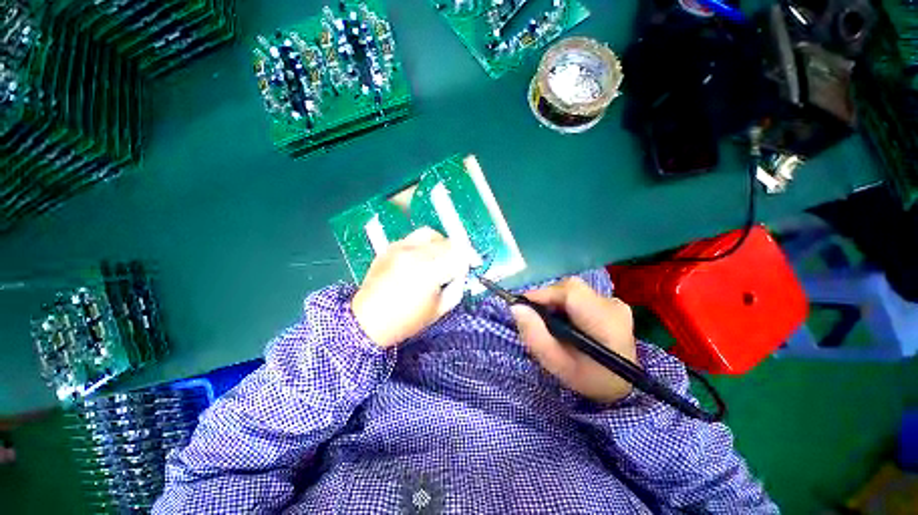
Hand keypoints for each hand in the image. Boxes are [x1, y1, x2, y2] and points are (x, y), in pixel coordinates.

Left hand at [352, 227, 468, 347]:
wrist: (366, 321)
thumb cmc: (405, 321)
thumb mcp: (439, 310)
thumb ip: (456, 287)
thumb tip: (461, 272)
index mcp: (429, 272)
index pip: (459, 254)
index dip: (470, 256)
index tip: (474, 263)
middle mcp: (415, 254)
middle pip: (447, 242)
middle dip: (458, 251)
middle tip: (459, 264)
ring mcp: (400, 248)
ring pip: (431, 234)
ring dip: (442, 244)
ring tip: (441, 257)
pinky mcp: (390, 247)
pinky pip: (414, 238)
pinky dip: (424, 245)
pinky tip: (422, 259)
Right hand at [510, 277, 638, 403]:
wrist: (620, 385)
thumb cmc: (589, 379)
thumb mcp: (557, 364)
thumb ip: (535, 336)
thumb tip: (516, 307)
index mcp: (605, 322)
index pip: (570, 292)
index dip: (543, 294)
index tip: (523, 306)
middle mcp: (612, 305)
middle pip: (569, 289)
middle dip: (547, 300)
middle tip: (535, 318)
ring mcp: (613, 302)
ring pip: (572, 290)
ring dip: (555, 302)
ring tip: (550, 323)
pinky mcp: (609, 302)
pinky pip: (578, 294)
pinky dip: (564, 304)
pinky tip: (564, 321)